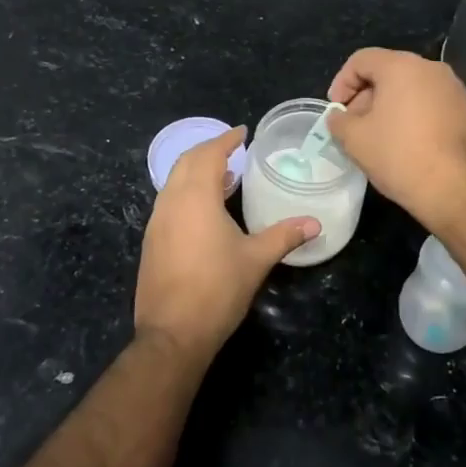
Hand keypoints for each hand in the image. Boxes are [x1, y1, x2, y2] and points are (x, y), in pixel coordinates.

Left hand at [136, 127, 318, 358]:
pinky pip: (168, 202)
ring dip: (196, 172)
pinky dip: (186, 192)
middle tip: (233, 151)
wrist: (172, 334)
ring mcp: (156, 222)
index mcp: (195, 198)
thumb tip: (314, 223)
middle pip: (186, 162)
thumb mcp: (256, 260)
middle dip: (208, 151)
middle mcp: (171, 202)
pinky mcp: (151, 241)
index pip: (208, 155)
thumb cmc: (216, 290)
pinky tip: (205, 211)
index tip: (241, 132)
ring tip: (224, 178)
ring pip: (174, 182)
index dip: (225, 140)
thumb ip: (284, 236)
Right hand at [327, 48, 465, 232]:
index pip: (362, 59)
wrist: (456, 190)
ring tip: (381, 137)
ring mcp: (456, 91)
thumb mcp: (354, 139)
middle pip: (389, 72)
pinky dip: (416, 117)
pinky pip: (434, 106)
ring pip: (413, 89)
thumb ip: (339, 121)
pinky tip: (410, 146)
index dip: (342, 82)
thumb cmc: (399, 156)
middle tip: (355, 125)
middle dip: (367, 96)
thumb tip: (339, 117)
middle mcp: (433, 69)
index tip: (336, 111)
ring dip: (392, 107)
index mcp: (402, 66)